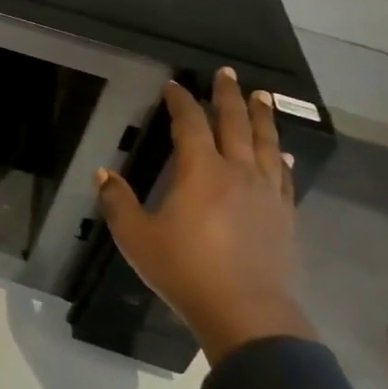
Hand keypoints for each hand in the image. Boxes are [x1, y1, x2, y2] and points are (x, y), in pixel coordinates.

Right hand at [95, 68, 315, 365]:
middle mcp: (237, 172)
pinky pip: (283, 177)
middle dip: (228, 96)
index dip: (181, 101)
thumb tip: (103, 173)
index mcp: (201, 171)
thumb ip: (117, 202)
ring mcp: (267, 193)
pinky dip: (280, 158)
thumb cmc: (186, 271)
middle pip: (235, 123)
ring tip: (262, 96)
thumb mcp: (136, 238)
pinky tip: (282, 155)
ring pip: (266, 143)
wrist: (248, 315)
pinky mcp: (284, 216)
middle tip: (227, 73)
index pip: (191, 124)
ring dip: (262, 117)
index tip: (174, 85)